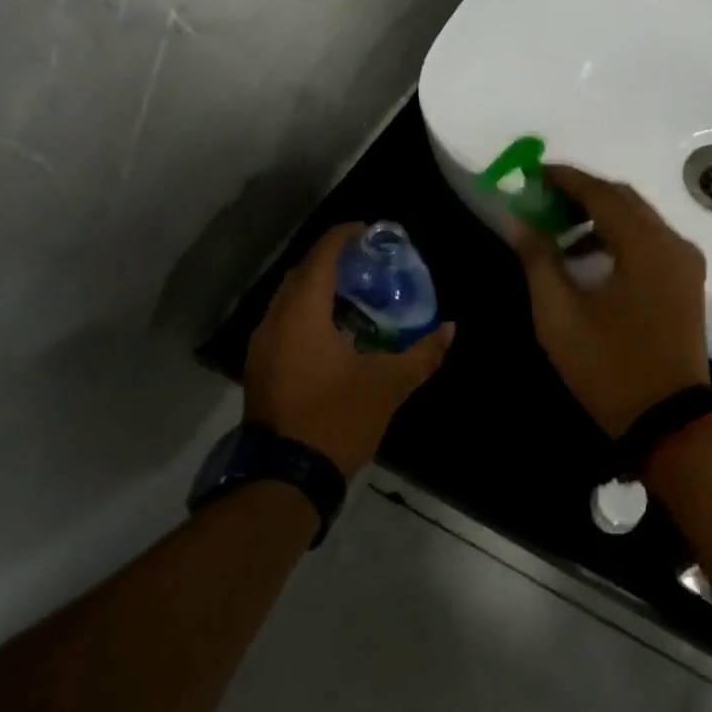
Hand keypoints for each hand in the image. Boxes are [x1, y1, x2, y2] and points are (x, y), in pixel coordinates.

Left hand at [242, 223, 454, 475]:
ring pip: (291, 296)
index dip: (345, 236)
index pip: (322, 256)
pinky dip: (309, 309)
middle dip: (335, 258)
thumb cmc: (335, 421)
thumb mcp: (387, 386)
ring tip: (358, 289)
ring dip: (320, 285)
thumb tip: (450, 329)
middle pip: (303, 271)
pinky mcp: (261, 365)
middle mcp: (275, 320)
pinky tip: (336, 326)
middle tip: (371, 260)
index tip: (372, 230)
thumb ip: (422, 354)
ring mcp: (262, 344)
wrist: (283, 481)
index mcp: (302, 314)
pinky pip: (285, 319)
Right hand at [510, 166, 709, 437]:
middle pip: (623, 198)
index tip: (533, 173)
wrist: (669, 422)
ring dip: (600, 215)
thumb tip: (519, 222)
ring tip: (559, 230)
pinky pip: (650, 240)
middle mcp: (672, 243)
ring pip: (639, 218)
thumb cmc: (609, 368)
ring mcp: (685, 262)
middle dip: (582, 193)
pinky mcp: (687, 281)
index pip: (601, 192)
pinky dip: (619, 236)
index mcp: (645, 245)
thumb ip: (538, 260)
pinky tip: (589, 256)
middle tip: (543, 200)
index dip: (565, 178)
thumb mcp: (559, 316)